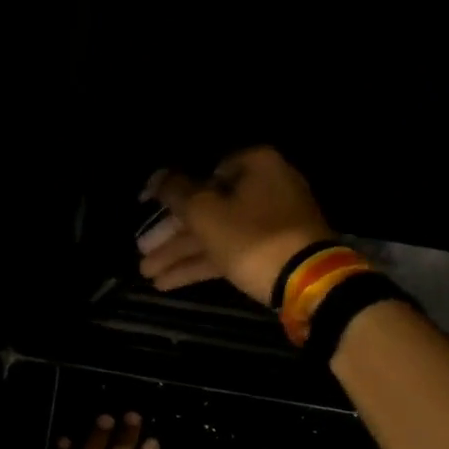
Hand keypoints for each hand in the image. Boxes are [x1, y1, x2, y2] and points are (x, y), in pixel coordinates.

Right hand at [136, 146, 335, 305]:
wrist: (307, 281)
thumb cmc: (251, 237)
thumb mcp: (204, 212)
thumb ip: (175, 192)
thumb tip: (156, 177)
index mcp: (255, 165)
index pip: (203, 172)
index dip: (171, 191)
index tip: (148, 209)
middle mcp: (266, 187)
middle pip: (207, 207)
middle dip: (171, 234)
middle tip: (142, 251)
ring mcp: (271, 222)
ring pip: (216, 233)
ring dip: (180, 253)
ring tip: (147, 273)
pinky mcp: (273, 251)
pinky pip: (230, 251)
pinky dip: (201, 264)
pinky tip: (168, 282)